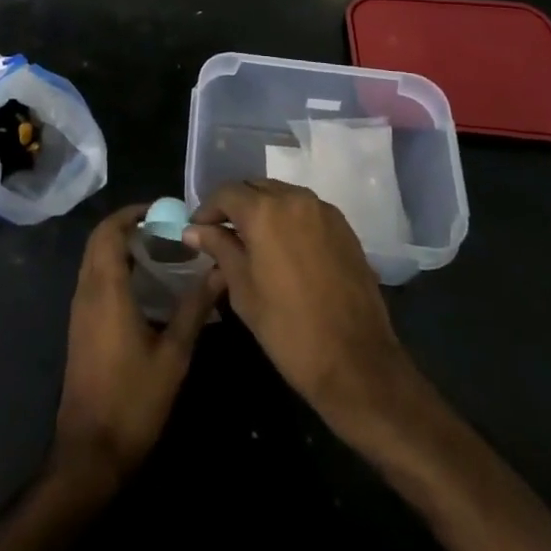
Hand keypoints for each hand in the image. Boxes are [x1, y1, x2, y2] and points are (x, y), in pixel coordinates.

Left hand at [53, 204, 223, 487]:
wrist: (90, 453)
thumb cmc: (133, 401)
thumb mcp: (173, 355)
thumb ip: (195, 309)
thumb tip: (220, 272)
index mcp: (106, 289)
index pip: (110, 231)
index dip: (132, 213)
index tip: (162, 210)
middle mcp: (87, 291)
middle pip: (99, 240)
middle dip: (128, 226)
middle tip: (164, 228)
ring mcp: (80, 310)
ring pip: (94, 260)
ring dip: (120, 246)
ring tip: (160, 250)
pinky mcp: (80, 327)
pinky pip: (94, 279)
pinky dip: (114, 267)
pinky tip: (145, 286)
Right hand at [184, 179, 412, 433]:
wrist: (356, 362)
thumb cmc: (288, 329)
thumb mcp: (242, 289)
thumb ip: (219, 249)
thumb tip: (193, 230)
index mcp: (264, 211)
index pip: (227, 193)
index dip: (208, 209)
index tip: (197, 231)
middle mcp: (294, 198)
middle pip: (255, 188)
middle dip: (236, 206)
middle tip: (222, 234)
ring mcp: (323, 210)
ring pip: (282, 195)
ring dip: (263, 210)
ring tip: (252, 241)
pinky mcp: (343, 227)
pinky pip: (306, 210)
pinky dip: (289, 219)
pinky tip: (284, 248)